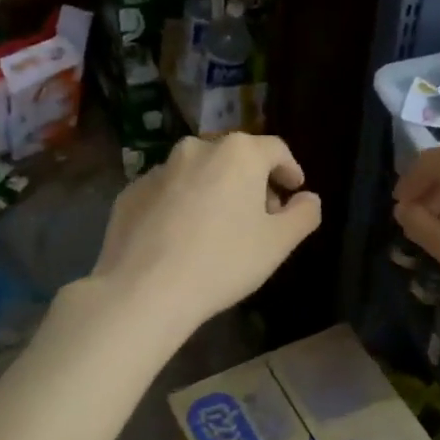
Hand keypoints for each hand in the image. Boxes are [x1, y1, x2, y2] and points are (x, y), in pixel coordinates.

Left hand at [90, 134, 321, 336]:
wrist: (145, 289)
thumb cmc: (224, 261)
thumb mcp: (278, 243)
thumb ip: (303, 215)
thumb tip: (308, 198)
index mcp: (238, 153)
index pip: (276, 150)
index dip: (289, 170)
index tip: (294, 191)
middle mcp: (196, 149)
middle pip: (235, 158)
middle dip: (252, 182)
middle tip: (260, 216)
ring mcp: (158, 169)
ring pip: (198, 173)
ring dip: (214, 191)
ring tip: (218, 228)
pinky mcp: (130, 192)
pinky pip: (167, 193)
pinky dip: (181, 206)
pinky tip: (182, 238)